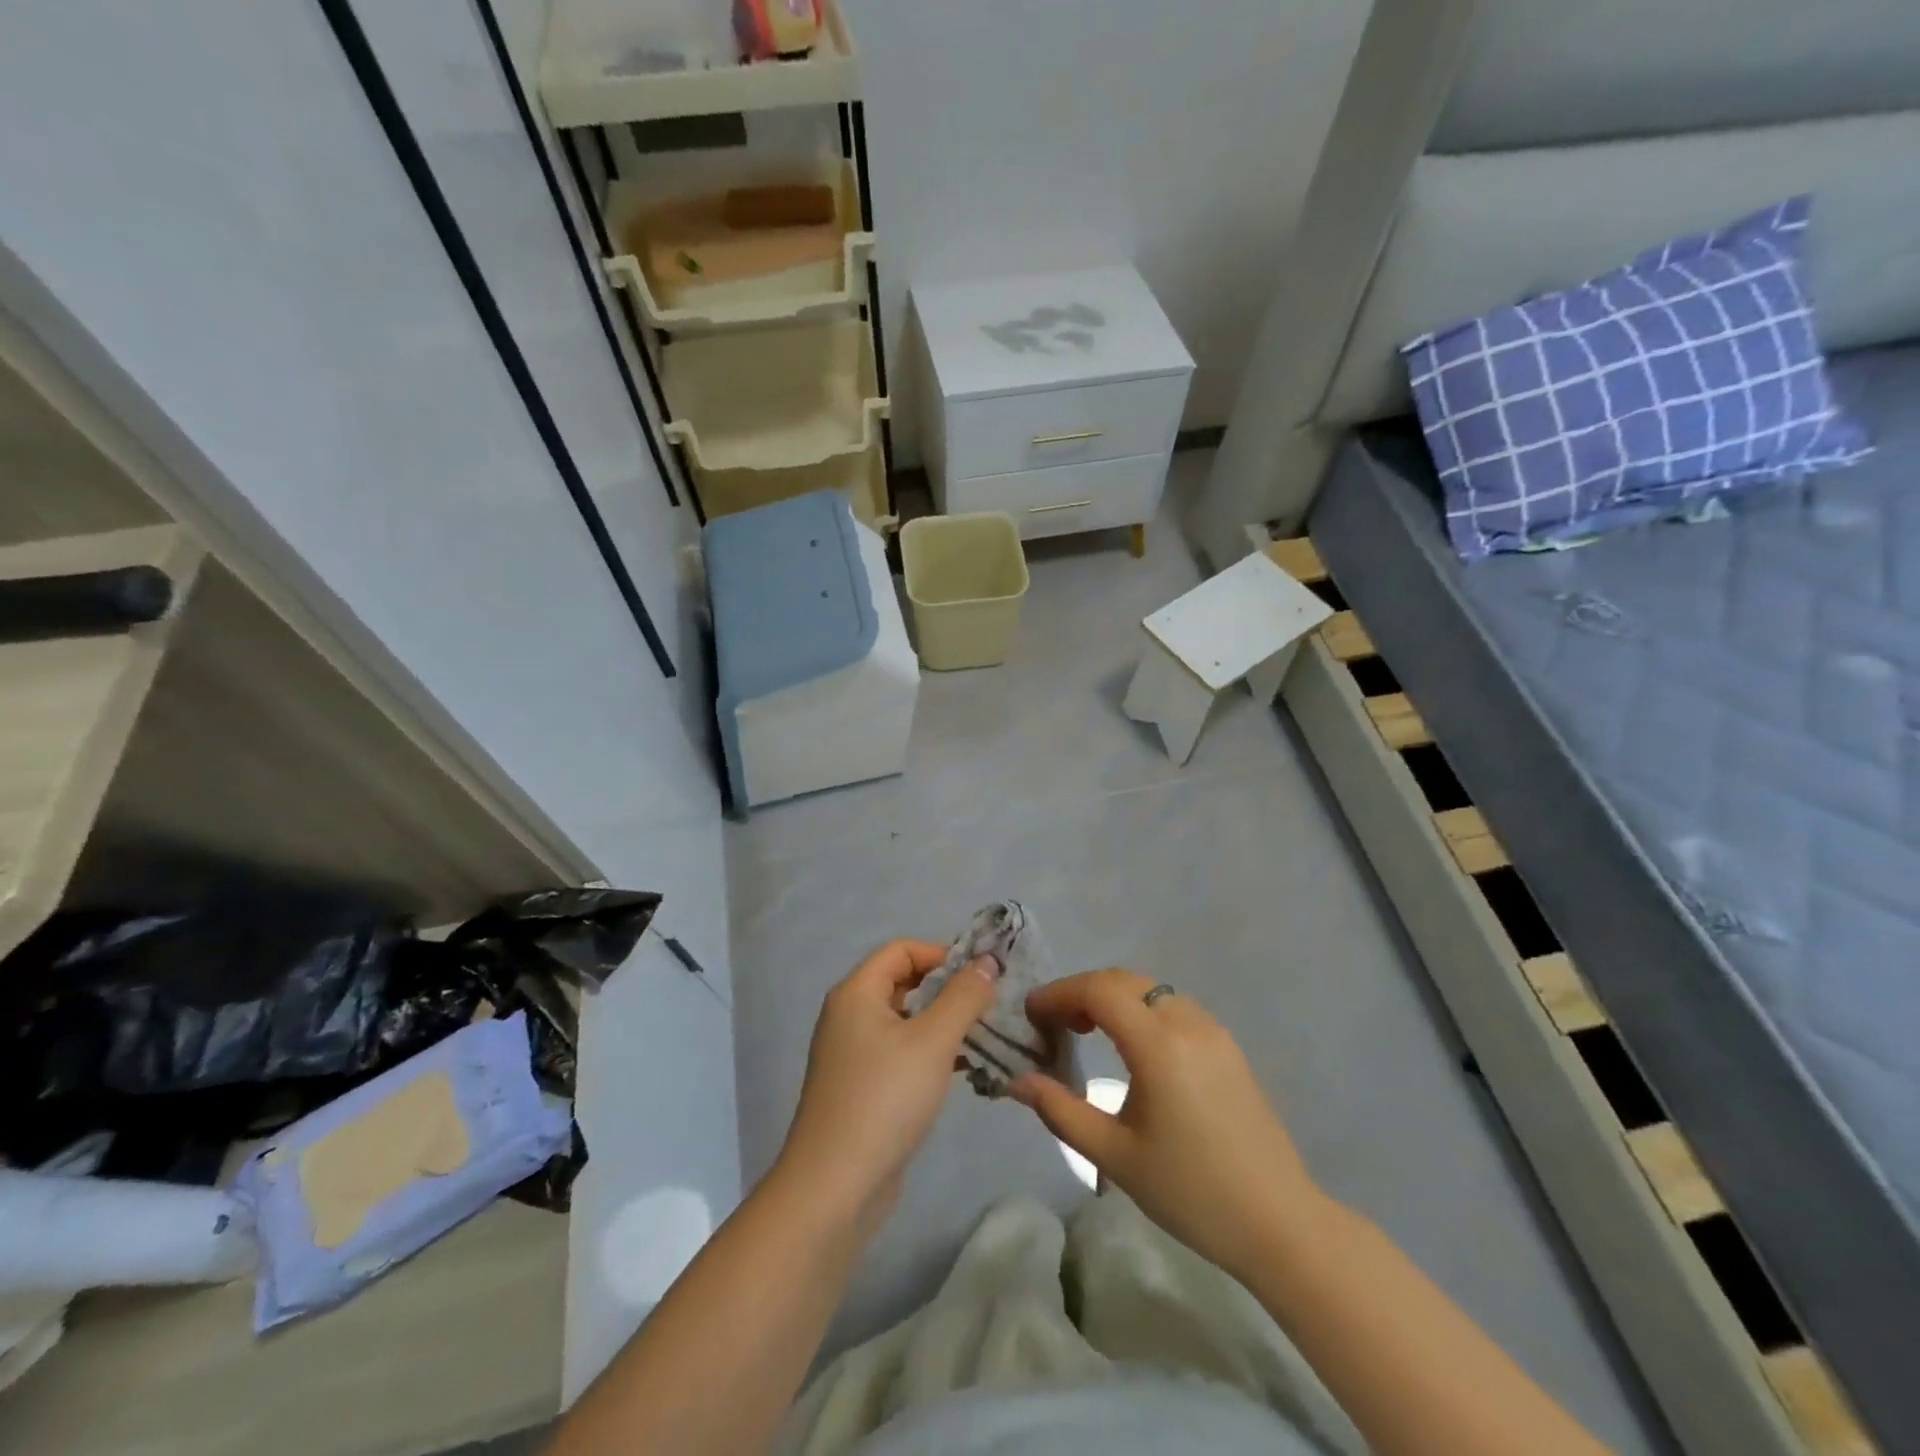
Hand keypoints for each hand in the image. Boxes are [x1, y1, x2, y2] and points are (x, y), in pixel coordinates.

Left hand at [776, 940, 997, 1235]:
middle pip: (902, 982)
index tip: (981, 974)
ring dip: (942, 1022)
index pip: (902, 949)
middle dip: (946, 988)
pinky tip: (963, 1068)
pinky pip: (900, 1052)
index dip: (942, 953)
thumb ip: (964, 996)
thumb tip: (987, 960)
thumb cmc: (885, 1099)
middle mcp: (848, 1015)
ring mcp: (852, 1054)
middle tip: (989, 1003)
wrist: (835, 1187)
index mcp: (856, 993)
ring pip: (904, 1020)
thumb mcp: (933, 1041)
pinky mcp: (862, 1087)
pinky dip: (930, 1052)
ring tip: (984, 1034)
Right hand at [1011, 968, 1324, 1279]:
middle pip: (1122, 980)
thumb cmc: (1190, 1192)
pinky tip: (1130, 1045)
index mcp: (1159, 1045)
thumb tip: (1016, 1081)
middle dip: (1081, 991)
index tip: (1030, 1013)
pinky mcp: (1227, 1045)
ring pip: (1149, 989)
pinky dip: (1139, 1009)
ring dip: (1112, 997)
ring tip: (1085, 1031)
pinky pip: (1172, 1005)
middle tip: (1053, 1023)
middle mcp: (1187, 1022)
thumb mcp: (1115, 1156)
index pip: (1098, 990)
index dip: (1059, 993)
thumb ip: (1060, 1110)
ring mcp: (1212, 1030)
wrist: (1279, 1222)